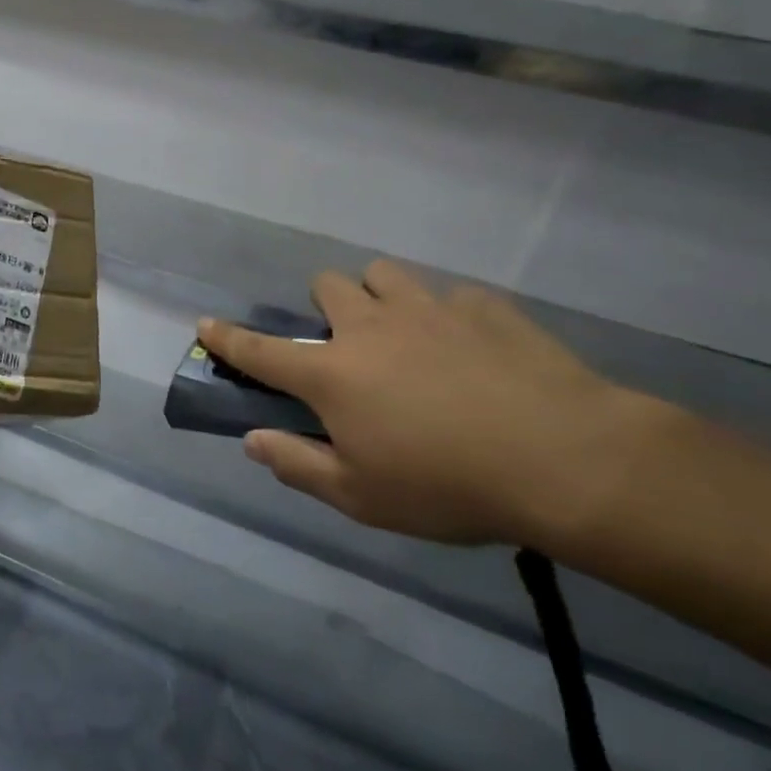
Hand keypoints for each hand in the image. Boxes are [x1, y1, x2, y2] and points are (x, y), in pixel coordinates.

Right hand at [199, 260, 656, 546]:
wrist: (565, 460)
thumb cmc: (448, 485)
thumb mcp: (361, 497)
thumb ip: (297, 465)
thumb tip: (252, 440)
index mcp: (333, 373)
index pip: (260, 351)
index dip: (227, 338)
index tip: (205, 324)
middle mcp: (371, 327)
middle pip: (326, 286)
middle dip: (326, 306)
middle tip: (350, 344)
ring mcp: (429, 309)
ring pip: (385, 273)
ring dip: (382, 295)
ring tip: (406, 332)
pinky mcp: (485, 308)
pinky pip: (455, 297)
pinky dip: (453, 317)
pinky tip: (476, 350)